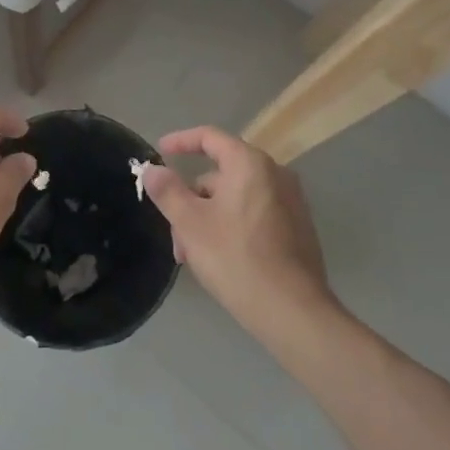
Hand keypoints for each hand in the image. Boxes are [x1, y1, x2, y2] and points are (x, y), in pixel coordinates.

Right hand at [142, 126, 334, 338]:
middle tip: (174, 233)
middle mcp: (275, 175)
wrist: (293, 311)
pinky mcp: (297, 229)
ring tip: (191, 256)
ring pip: (235, 199)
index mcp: (250, 164)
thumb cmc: (236, 258)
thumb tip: (152, 170)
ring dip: (207, 219)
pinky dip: (231, 227)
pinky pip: (254, 215)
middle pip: (220, 175)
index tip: (160, 152)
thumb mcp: (190, 224)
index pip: (210, 137)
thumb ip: (167, 191)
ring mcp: (291, 203)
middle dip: (191, 200)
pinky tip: (218, 259)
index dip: (181, 141)